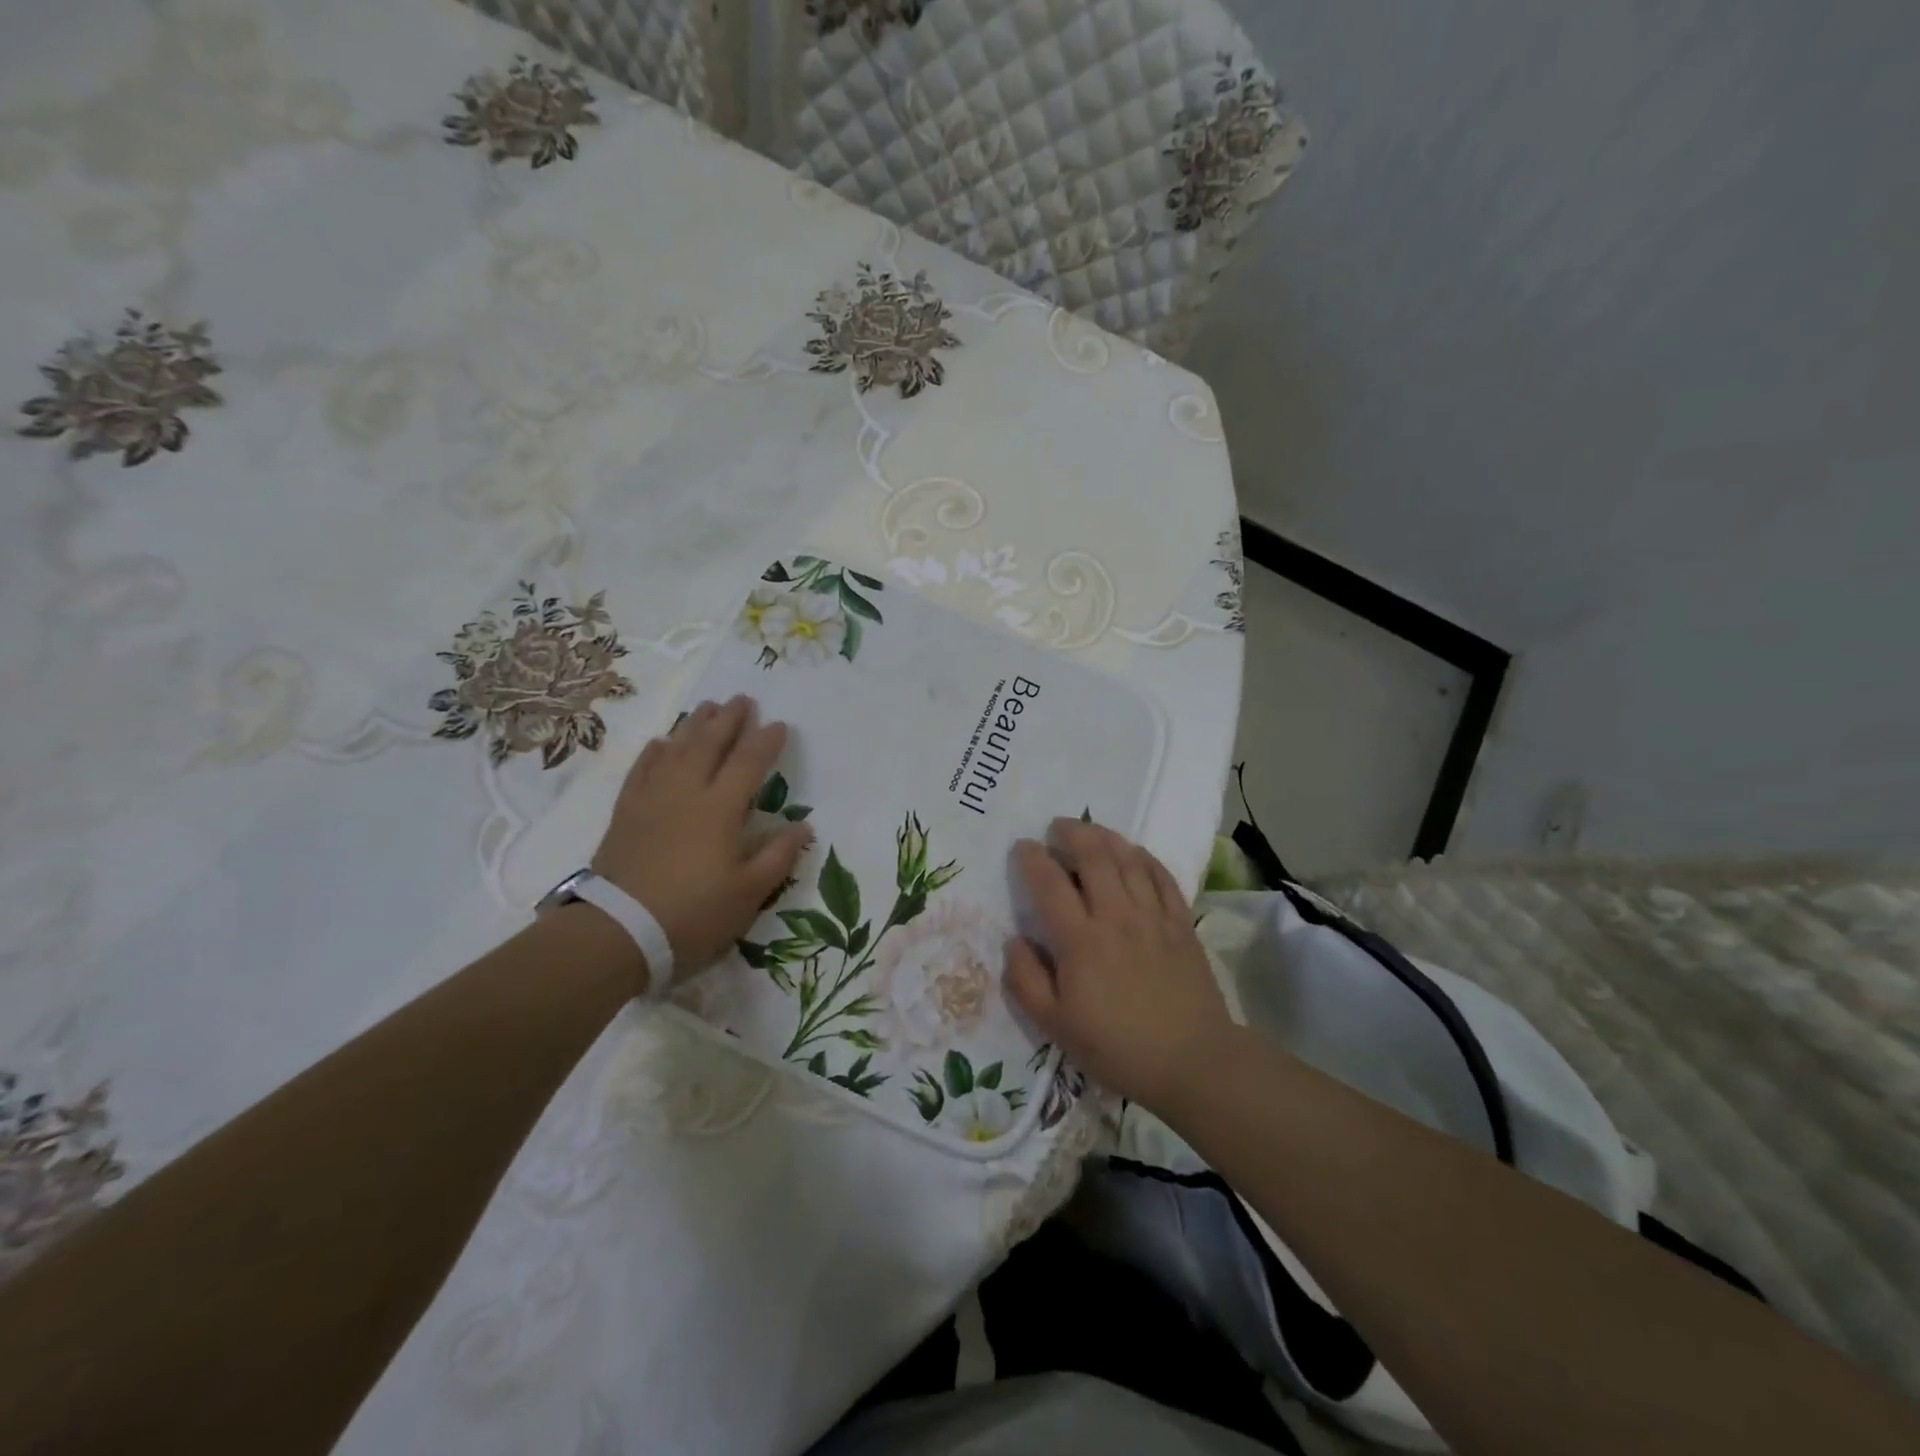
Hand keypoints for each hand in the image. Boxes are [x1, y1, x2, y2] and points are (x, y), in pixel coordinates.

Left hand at [592, 696, 811, 986]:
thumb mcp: (748, 893)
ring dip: (694, 725)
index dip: (765, 741)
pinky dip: (654, 751)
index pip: (748, 763)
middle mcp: (686, 793)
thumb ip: (778, 856)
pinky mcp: (626, 813)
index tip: (779, 724)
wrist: (618, 932)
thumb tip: (803, 826)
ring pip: (675, 749)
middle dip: (728, 720)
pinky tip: (661, 742)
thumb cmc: (692, 914)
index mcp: (720, 810)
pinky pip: (642, 770)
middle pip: (709, 745)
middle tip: (742, 698)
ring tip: (707, 707)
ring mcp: (652, 800)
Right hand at [1004, 818, 1232, 1110]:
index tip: (1023, 847)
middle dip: (1071, 833)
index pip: (1049, 883)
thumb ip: (1026, 981)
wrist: (1192, 1062)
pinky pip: (1162, 876)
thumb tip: (1014, 940)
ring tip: (1091, 831)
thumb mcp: (1055, 1025)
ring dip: (1106, 837)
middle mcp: (1115, 915)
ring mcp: (1153, 915)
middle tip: (1057, 827)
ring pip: (1128, 858)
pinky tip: (1134, 853)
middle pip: (1093, 856)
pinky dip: (1144, 857)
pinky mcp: (1181, 922)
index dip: (1032, 858)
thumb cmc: (1116, 1047)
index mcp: (1079, 940)